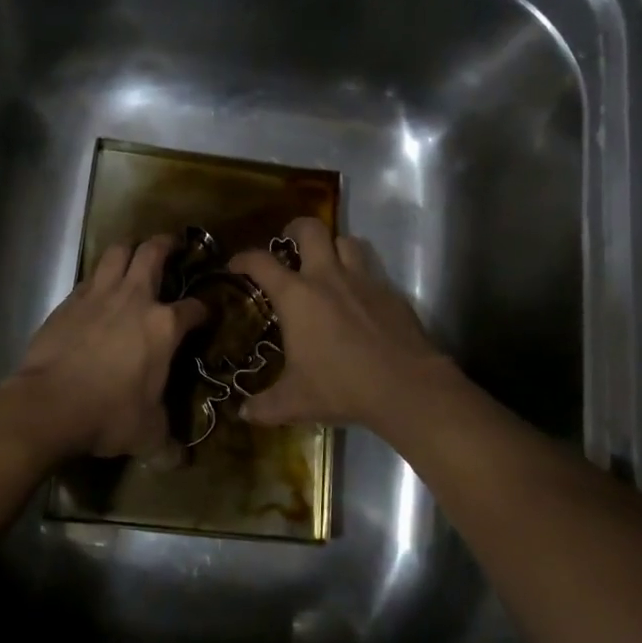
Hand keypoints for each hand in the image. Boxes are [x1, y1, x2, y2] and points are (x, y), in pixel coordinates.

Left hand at [6, 236, 208, 458]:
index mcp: (163, 326)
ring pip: (117, 253)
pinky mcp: (69, 301)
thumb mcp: (147, 435)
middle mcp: (135, 299)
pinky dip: (99, 277)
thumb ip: (168, 444)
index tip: (205, 314)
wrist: (49, 405)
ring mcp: (98, 295)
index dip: (204, 309)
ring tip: (134, 255)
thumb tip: (183, 463)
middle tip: (172, 245)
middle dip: (166, 244)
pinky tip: (98, 290)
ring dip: (129, 249)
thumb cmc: (108, 415)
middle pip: (153, 253)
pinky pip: (89, 277)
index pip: (194, 308)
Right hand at [228, 218, 456, 430]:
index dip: (244, 258)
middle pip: (311, 229)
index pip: (261, 262)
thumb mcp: (295, 402)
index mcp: (297, 296)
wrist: (405, 386)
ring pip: (347, 242)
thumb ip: (265, 406)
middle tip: (289, 242)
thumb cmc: (341, 387)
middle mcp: (328, 277)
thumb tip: (243, 414)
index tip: (236, 265)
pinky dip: (361, 277)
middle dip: (296, 228)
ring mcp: (364, 281)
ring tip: (327, 264)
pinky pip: (372, 272)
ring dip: (334, 247)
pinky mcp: (391, 293)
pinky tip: (359, 301)